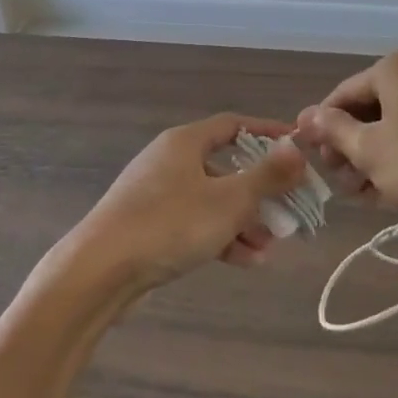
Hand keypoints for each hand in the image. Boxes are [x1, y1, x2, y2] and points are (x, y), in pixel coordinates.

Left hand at [58, 114, 308, 294]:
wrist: (100, 271)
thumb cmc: (170, 224)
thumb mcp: (229, 200)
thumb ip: (267, 175)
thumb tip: (297, 148)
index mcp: (185, 143)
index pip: (234, 125)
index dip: (268, 134)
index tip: (297, 148)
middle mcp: (170, 161)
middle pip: (226, 167)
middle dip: (260, 191)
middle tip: (289, 210)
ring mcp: (157, 195)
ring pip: (212, 200)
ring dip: (244, 220)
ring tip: (270, 246)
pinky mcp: (149, 226)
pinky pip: (195, 223)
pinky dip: (220, 236)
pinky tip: (246, 261)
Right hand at [297, 47, 397, 228]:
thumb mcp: (369, 150)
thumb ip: (333, 130)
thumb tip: (306, 116)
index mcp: (396, 66)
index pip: (344, 94)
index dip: (324, 128)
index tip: (314, 159)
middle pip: (372, 107)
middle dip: (352, 147)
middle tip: (342, 182)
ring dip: (376, 155)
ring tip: (364, 194)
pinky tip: (394, 187)